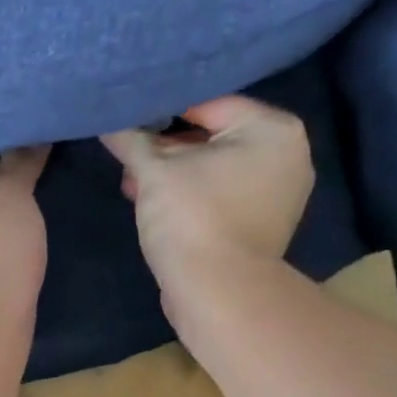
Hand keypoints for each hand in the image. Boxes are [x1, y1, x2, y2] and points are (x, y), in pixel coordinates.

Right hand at [101, 97, 314, 302]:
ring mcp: (278, 195)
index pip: (209, 103)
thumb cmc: (193, 218)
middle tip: (129, 157)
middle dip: (166, 149)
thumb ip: (132, 141)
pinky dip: (191, 197)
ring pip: (214, 170)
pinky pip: (221, 197)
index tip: (131, 121)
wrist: (217, 292)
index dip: (164, 111)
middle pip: (213, 137)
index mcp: (273, 129)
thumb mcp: (155, 172)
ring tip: (133, 184)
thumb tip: (109, 122)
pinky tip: (154, 206)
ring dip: (173, 176)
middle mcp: (287, 156)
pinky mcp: (261, 227)